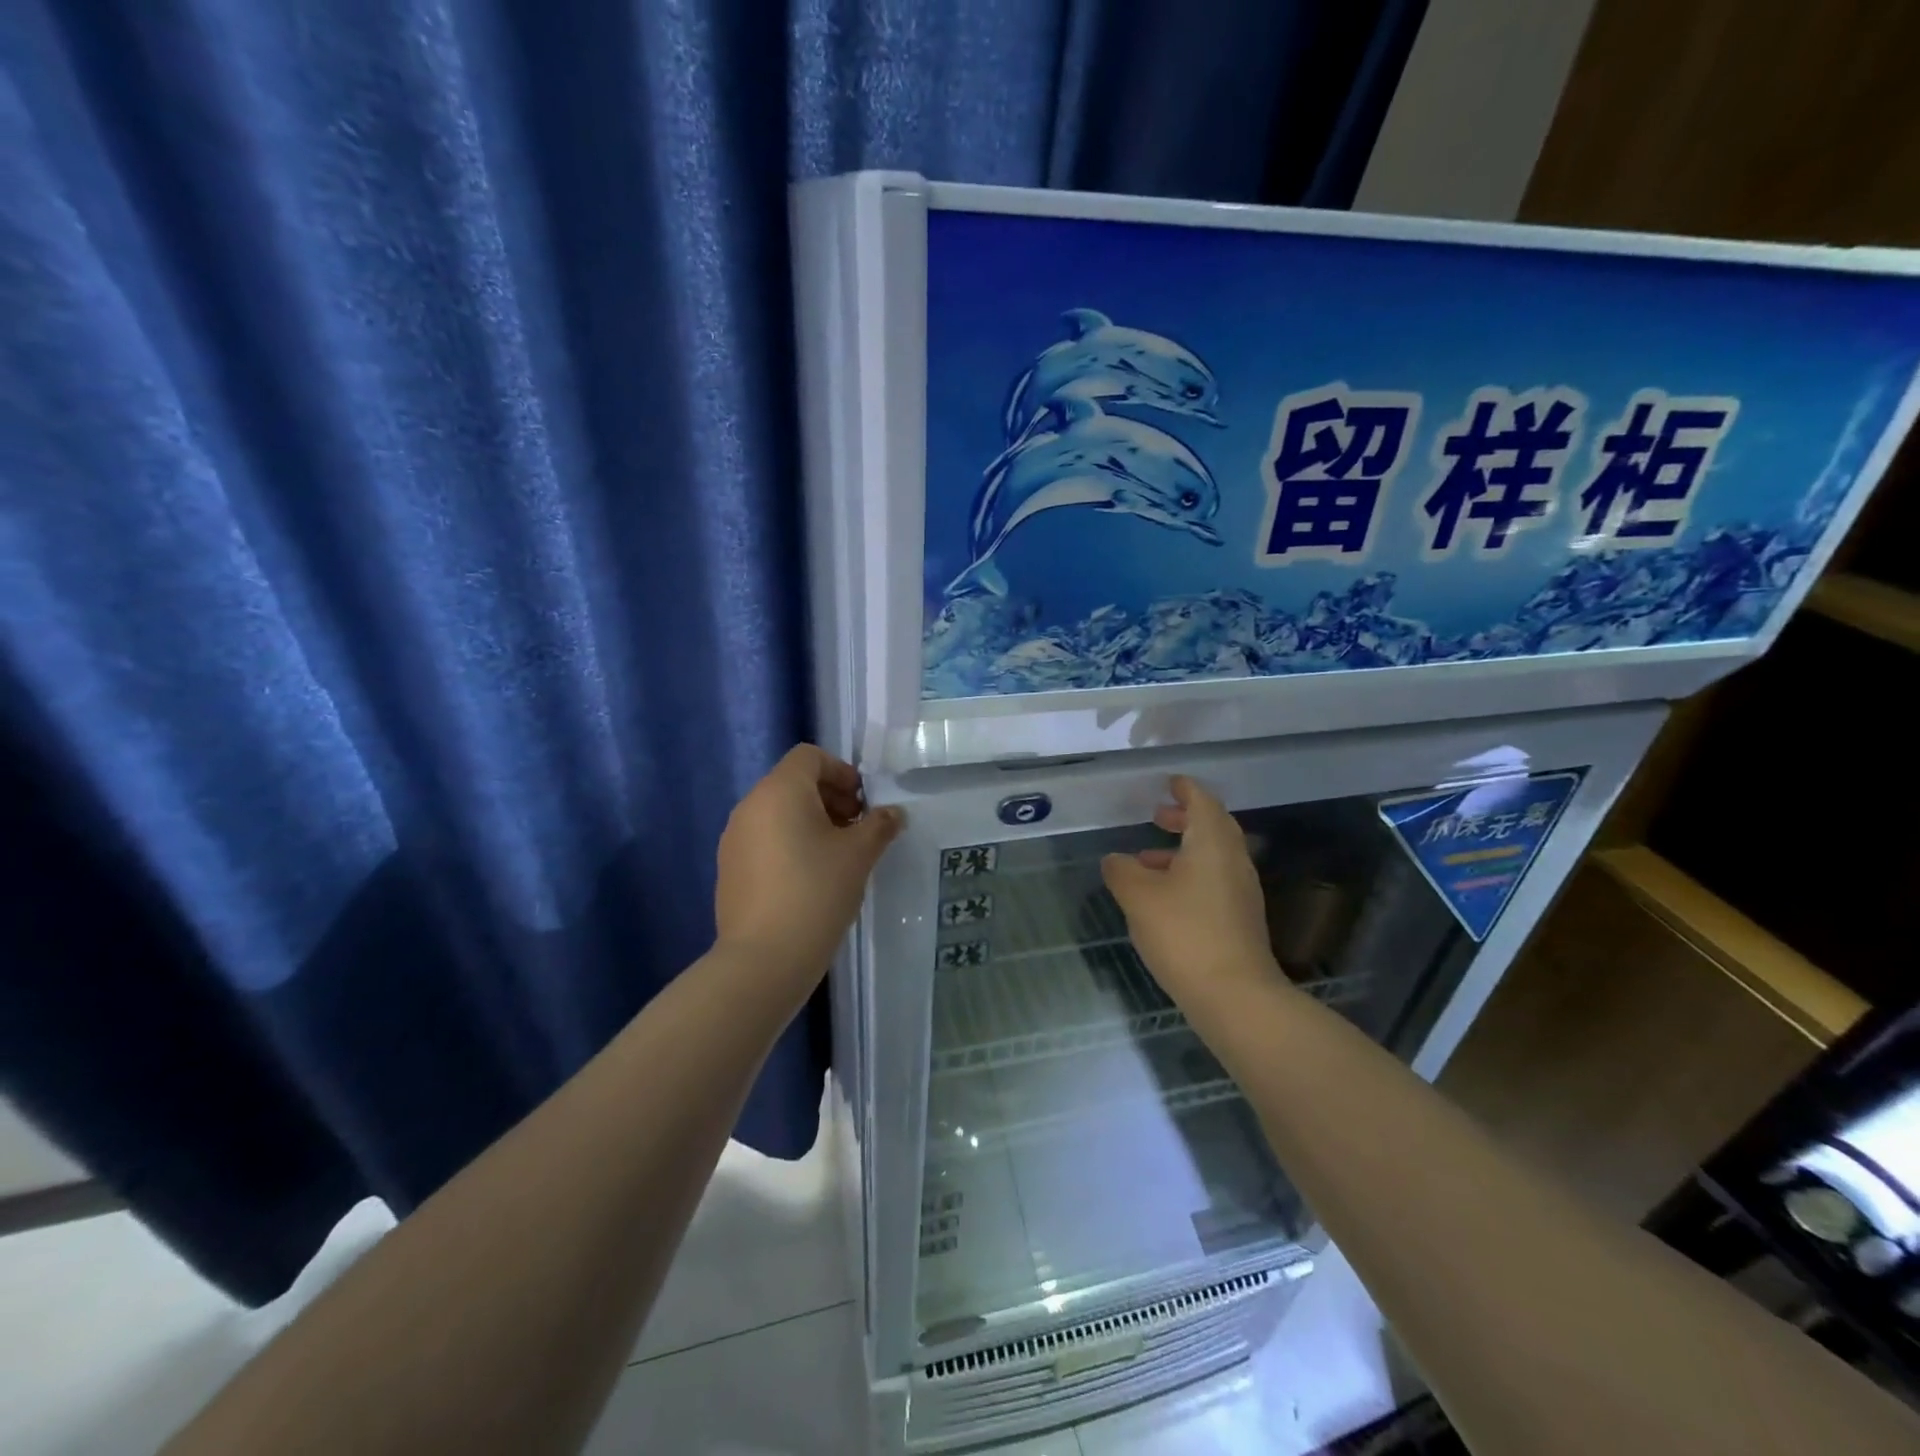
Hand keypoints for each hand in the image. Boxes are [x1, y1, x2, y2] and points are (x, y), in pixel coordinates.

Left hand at [714, 745, 902, 997]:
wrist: (763, 959)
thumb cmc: (816, 893)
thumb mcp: (859, 856)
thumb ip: (879, 825)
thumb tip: (894, 813)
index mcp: (779, 791)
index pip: (809, 756)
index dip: (841, 771)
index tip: (863, 803)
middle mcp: (750, 806)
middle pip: (793, 782)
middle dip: (830, 798)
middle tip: (857, 830)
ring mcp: (734, 838)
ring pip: (778, 812)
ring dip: (811, 822)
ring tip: (837, 856)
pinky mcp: (729, 868)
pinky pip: (764, 839)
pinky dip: (789, 843)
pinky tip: (810, 879)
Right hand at [1101, 776, 1283, 1010]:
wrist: (1234, 995)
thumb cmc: (1184, 933)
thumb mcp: (1138, 896)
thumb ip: (1121, 870)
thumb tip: (1115, 860)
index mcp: (1212, 843)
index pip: (1202, 801)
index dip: (1185, 789)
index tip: (1169, 782)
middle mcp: (1233, 860)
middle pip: (1212, 827)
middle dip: (1184, 818)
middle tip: (1156, 815)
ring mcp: (1241, 891)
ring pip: (1212, 856)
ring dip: (1183, 849)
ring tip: (1147, 858)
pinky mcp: (1240, 918)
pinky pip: (1214, 880)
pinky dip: (1190, 874)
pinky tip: (1164, 896)